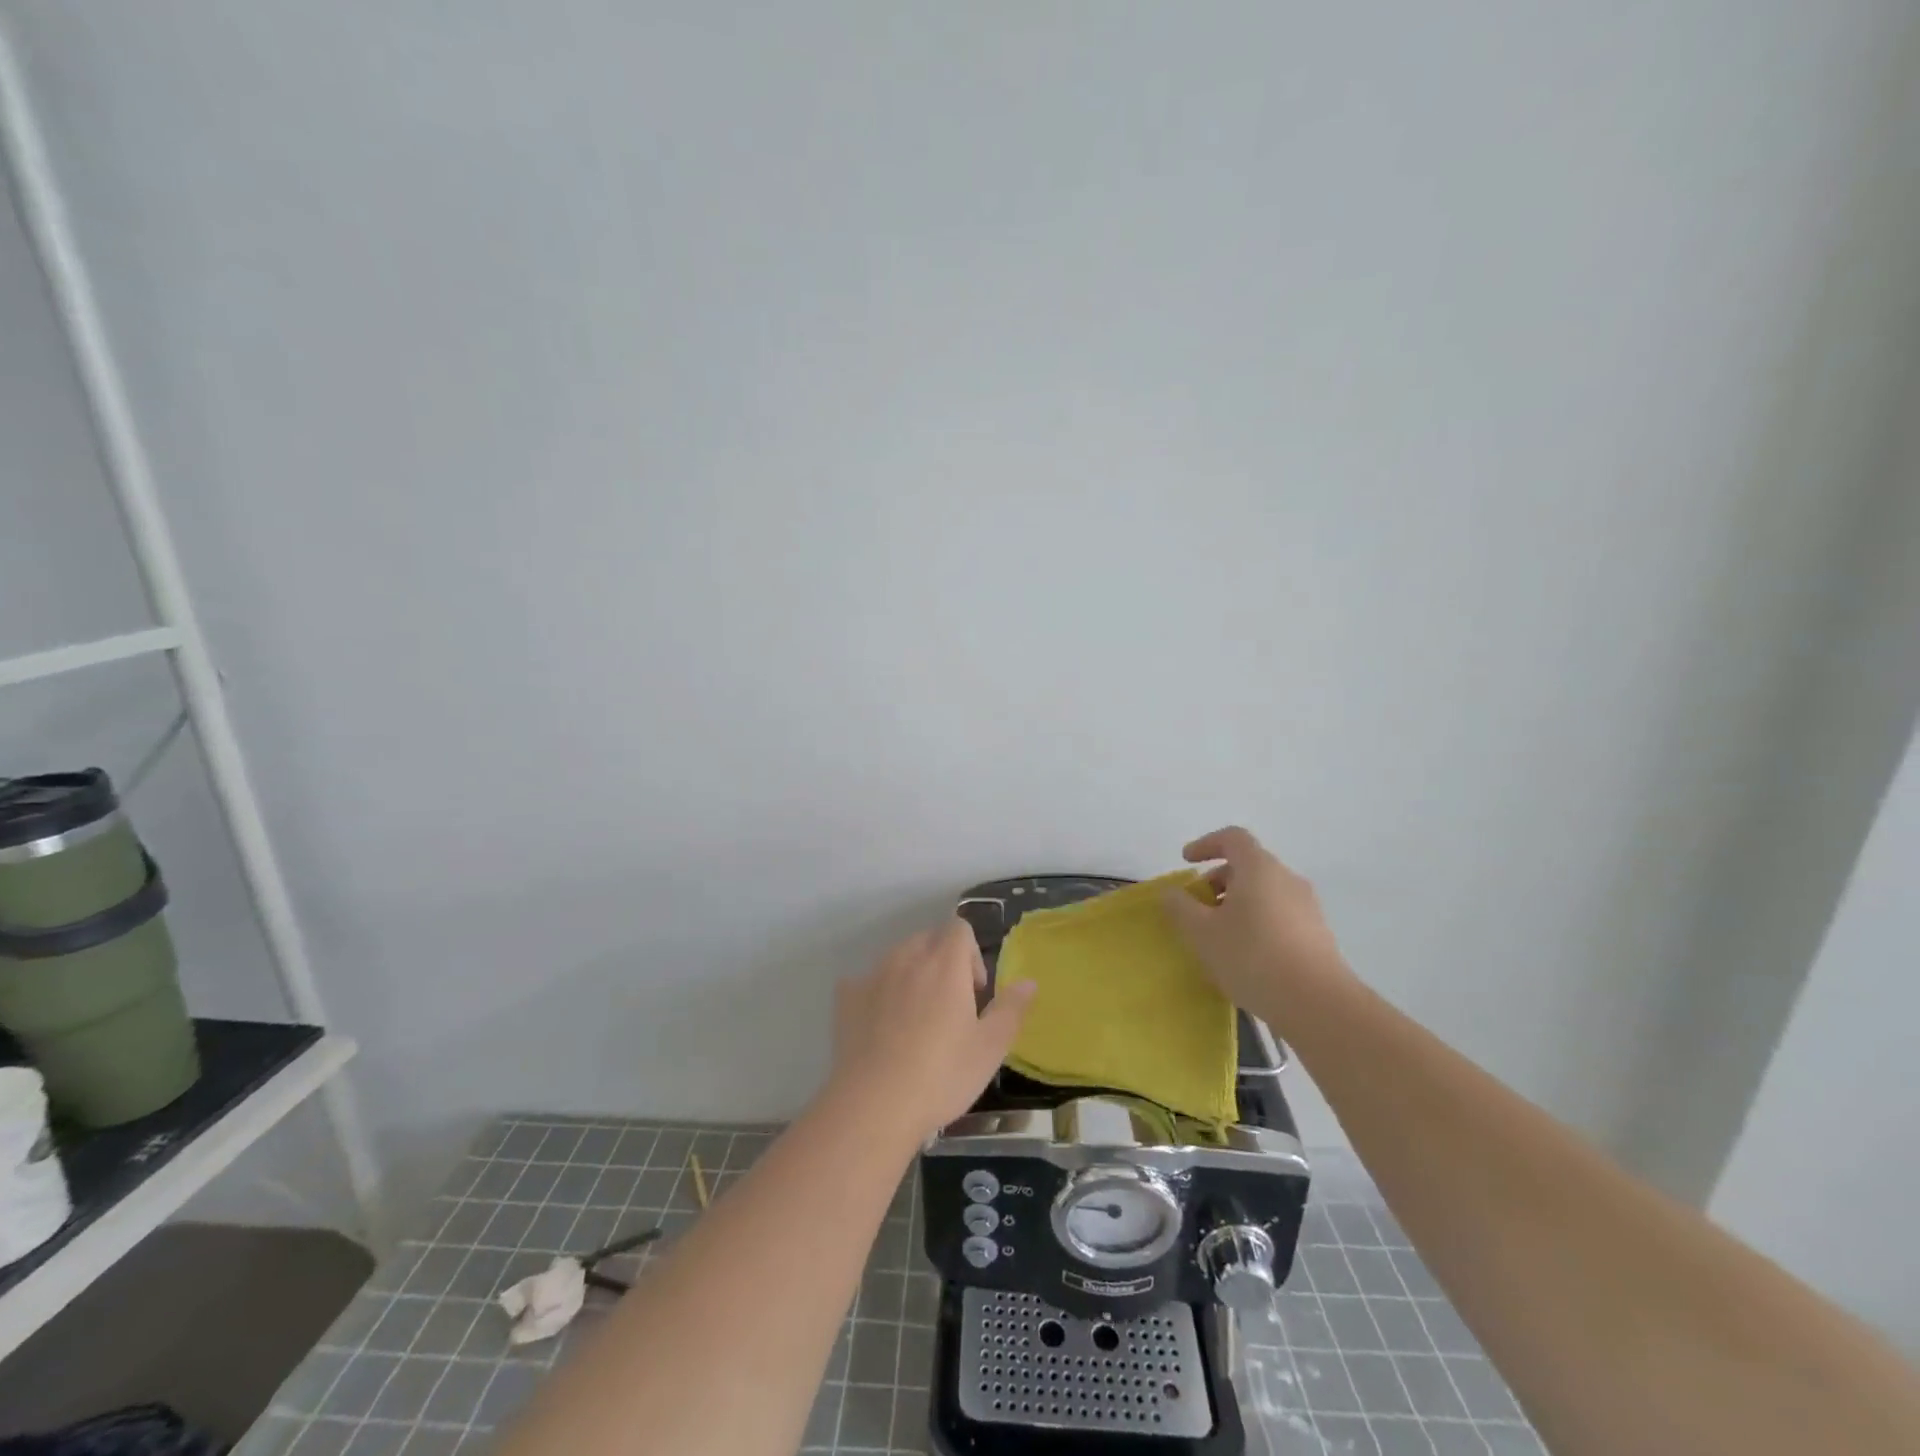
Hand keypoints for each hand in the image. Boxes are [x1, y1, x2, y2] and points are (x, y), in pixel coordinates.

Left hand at [829, 919, 1035, 1141]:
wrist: (873, 1106)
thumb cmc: (941, 1075)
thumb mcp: (989, 1048)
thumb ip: (1011, 1009)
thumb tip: (1029, 981)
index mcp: (945, 964)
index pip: (959, 927)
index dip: (971, 953)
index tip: (975, 992)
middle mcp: (907, 957)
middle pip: (928, 938)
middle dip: (943, 961)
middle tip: (951, 1006)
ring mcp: (873, 975)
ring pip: (898, 957)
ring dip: (912, 974)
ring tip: (916, 1019)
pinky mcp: (846, 997)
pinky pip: (867, 981)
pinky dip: (878, 993)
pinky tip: (881, 1028)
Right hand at [1161, 826, 1350, 1015]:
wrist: (1318, 1004)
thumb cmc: (1252, 957)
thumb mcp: (1202, 933)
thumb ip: (1180, 907)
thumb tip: (1172, 893)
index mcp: (1259, 868)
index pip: (1233, 838)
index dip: (1206, 844)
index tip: (1186, 862)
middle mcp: (1286, 878)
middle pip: (1248, 866)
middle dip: (1218, 881)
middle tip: (1197, 908)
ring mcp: (1307, 906)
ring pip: (1264, 892)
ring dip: (1237, 903)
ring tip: (1218, 936)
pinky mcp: (1318, 934)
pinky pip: (1279, 914)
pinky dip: (1256, 921)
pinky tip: (1246, 955)